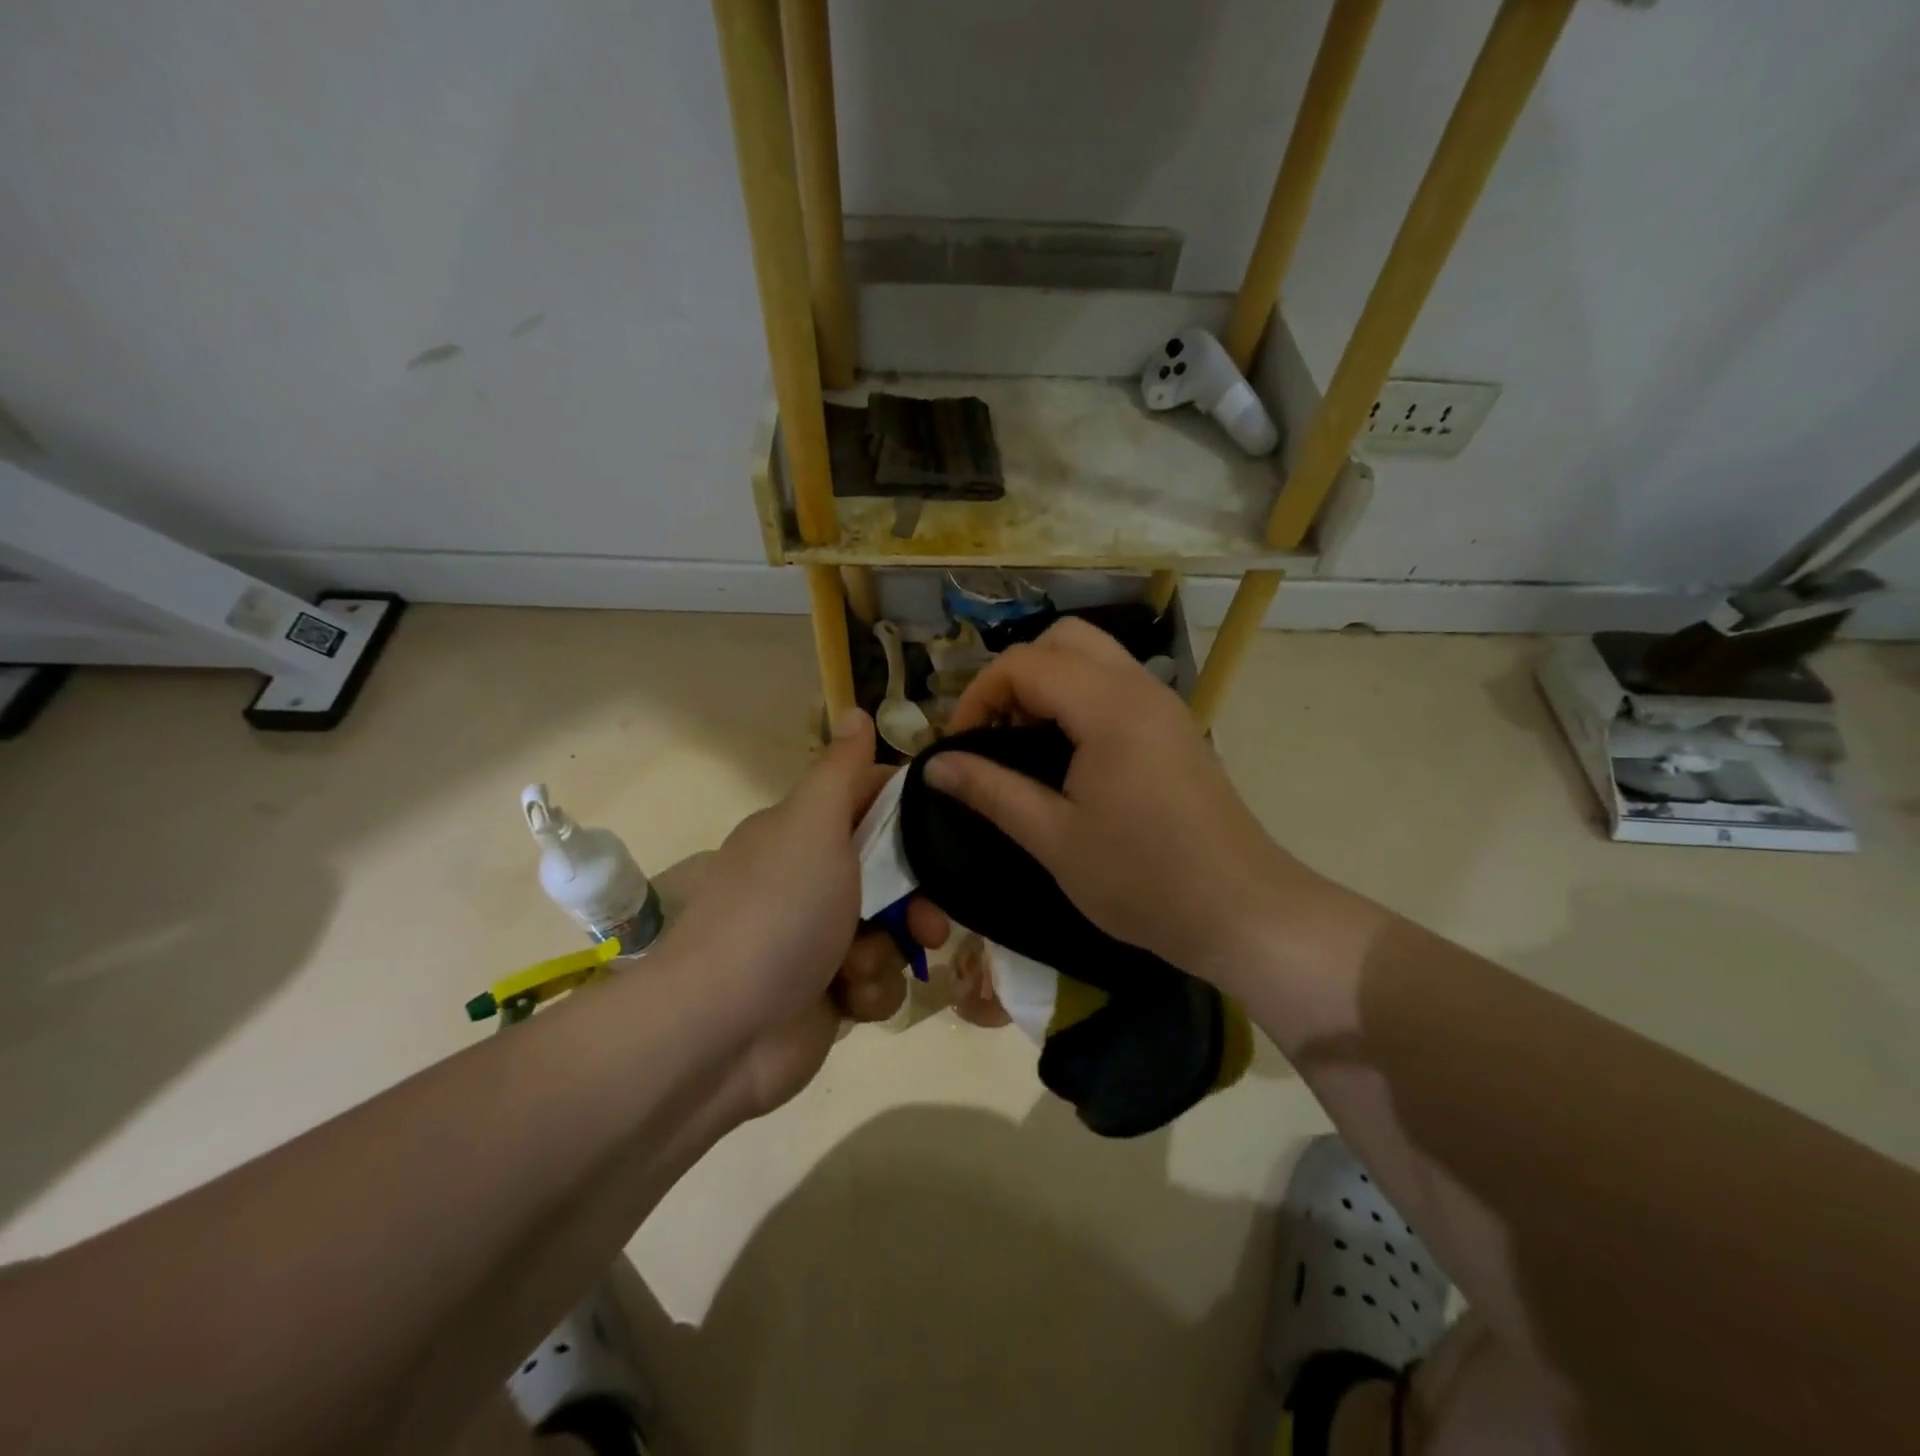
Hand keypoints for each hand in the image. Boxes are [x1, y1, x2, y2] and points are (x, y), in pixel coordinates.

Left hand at [658, 710, 947, 1114]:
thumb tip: (855, 709)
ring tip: (860, 970)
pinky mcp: (828, 993)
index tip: (948, 827)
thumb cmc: (776, 914)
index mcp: (802, 833)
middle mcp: (811, 881)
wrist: (720, 1032)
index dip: (910, 812)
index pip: (868, 801)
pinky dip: (870, 991)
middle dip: (916, 900)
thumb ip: (842, 771)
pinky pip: (877, 980)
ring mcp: (819, 940)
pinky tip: (848, 1000)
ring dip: (887, 953)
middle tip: (930, 921)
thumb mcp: (813, 826)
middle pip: (891, 875)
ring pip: (891, 932)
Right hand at [924, 619, 1300, 987]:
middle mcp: (1139, 687)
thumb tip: (934, 765)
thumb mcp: (1054, 838)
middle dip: (1016, 677)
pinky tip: (1070, 757)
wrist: (1241, 911)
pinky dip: (1080, 699)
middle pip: (1062, 640)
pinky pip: (1116, 685)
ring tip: (1027, 746)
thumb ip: (991, 791)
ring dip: (1049, 685)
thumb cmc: (1143, 879)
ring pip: (1093, 657)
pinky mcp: (1175, 727)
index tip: (960, 748)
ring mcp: (1163, 705)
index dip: (978, 697)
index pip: (1023, 663)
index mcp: (1107, 706)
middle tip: (997, 735)